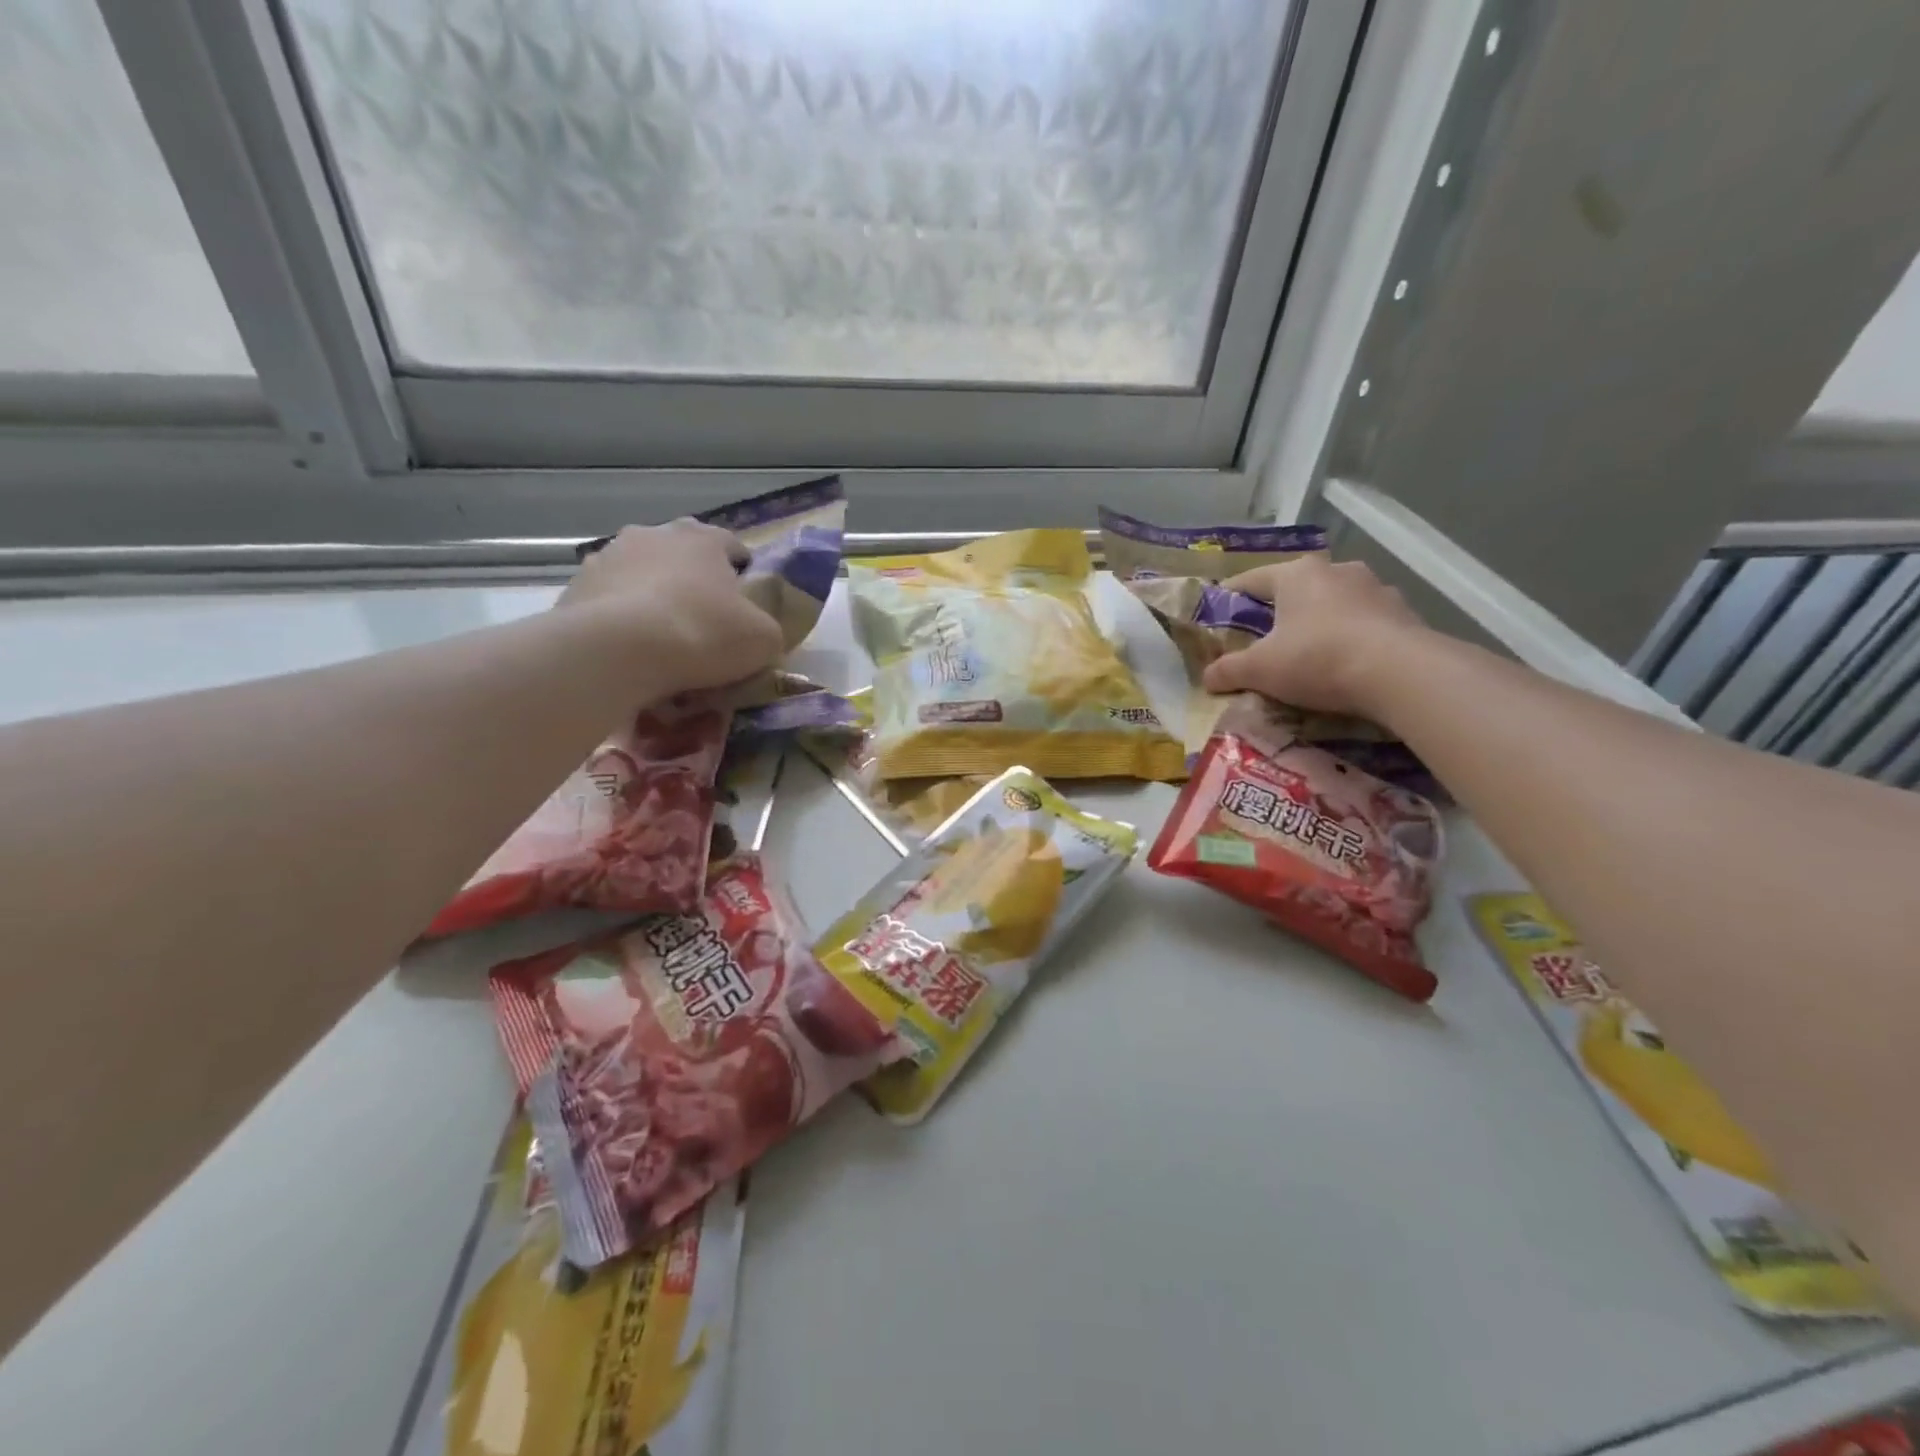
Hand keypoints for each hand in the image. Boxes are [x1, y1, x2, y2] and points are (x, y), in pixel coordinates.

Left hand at [558, 521, 783, 693]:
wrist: (617, 651)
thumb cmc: (703, 633)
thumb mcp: (763, 639)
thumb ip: (766, 630)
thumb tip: (758, 634)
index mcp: (702, 539)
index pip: (730, 544)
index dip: (741, 571)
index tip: (745, 601)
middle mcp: (653, 536)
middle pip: (680, 557)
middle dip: (692, 583)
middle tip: (703, 622)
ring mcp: (607, 559)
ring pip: (640, 578)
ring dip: (652, 601)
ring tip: (662, 645)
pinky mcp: (575, 590)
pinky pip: (610, 607)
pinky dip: (621, 625)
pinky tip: (630, 657)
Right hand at [1200, 556, 1429, 721]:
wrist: (1401, 674)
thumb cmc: (1317, 659)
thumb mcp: (1259, 670)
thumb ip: (1228, 671)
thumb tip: (1207, 677)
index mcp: (1297, 574)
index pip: (1251, 580)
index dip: (1229, 597)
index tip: (1217, 614)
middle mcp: (1337, 571)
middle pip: (1295, 589)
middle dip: (1278, 612)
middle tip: (1262, 638)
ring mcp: (1376, 589)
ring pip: (1333, 604)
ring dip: (1318, 622)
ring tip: (1307, 652)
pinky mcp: (1404, 614)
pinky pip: (1365, 623)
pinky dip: (1350, 638)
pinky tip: (1345, 664)